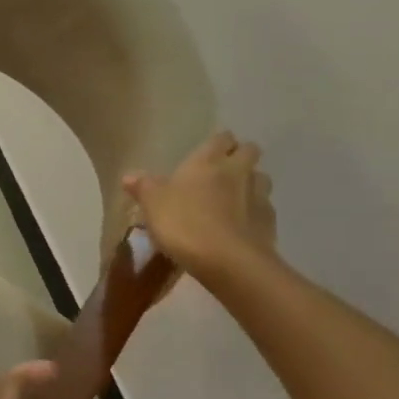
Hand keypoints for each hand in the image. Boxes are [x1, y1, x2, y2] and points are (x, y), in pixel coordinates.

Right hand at [123, 130, 277, 278]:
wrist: (228, 261)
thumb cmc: (184, 223)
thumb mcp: (153, 204)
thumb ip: (143, 187)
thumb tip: (129, 175)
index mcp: (208, 161)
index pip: (221, 137)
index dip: (218, 142)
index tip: (209, 151)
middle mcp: (238, 171)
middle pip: (249, 151)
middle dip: (240, 156)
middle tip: (224, 171)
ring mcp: (258, 196)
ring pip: (261, 178)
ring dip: (251, 183)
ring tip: (235, 198)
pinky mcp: (270, 222)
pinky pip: (264, 209)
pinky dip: (255, 213)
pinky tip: (242, 226)